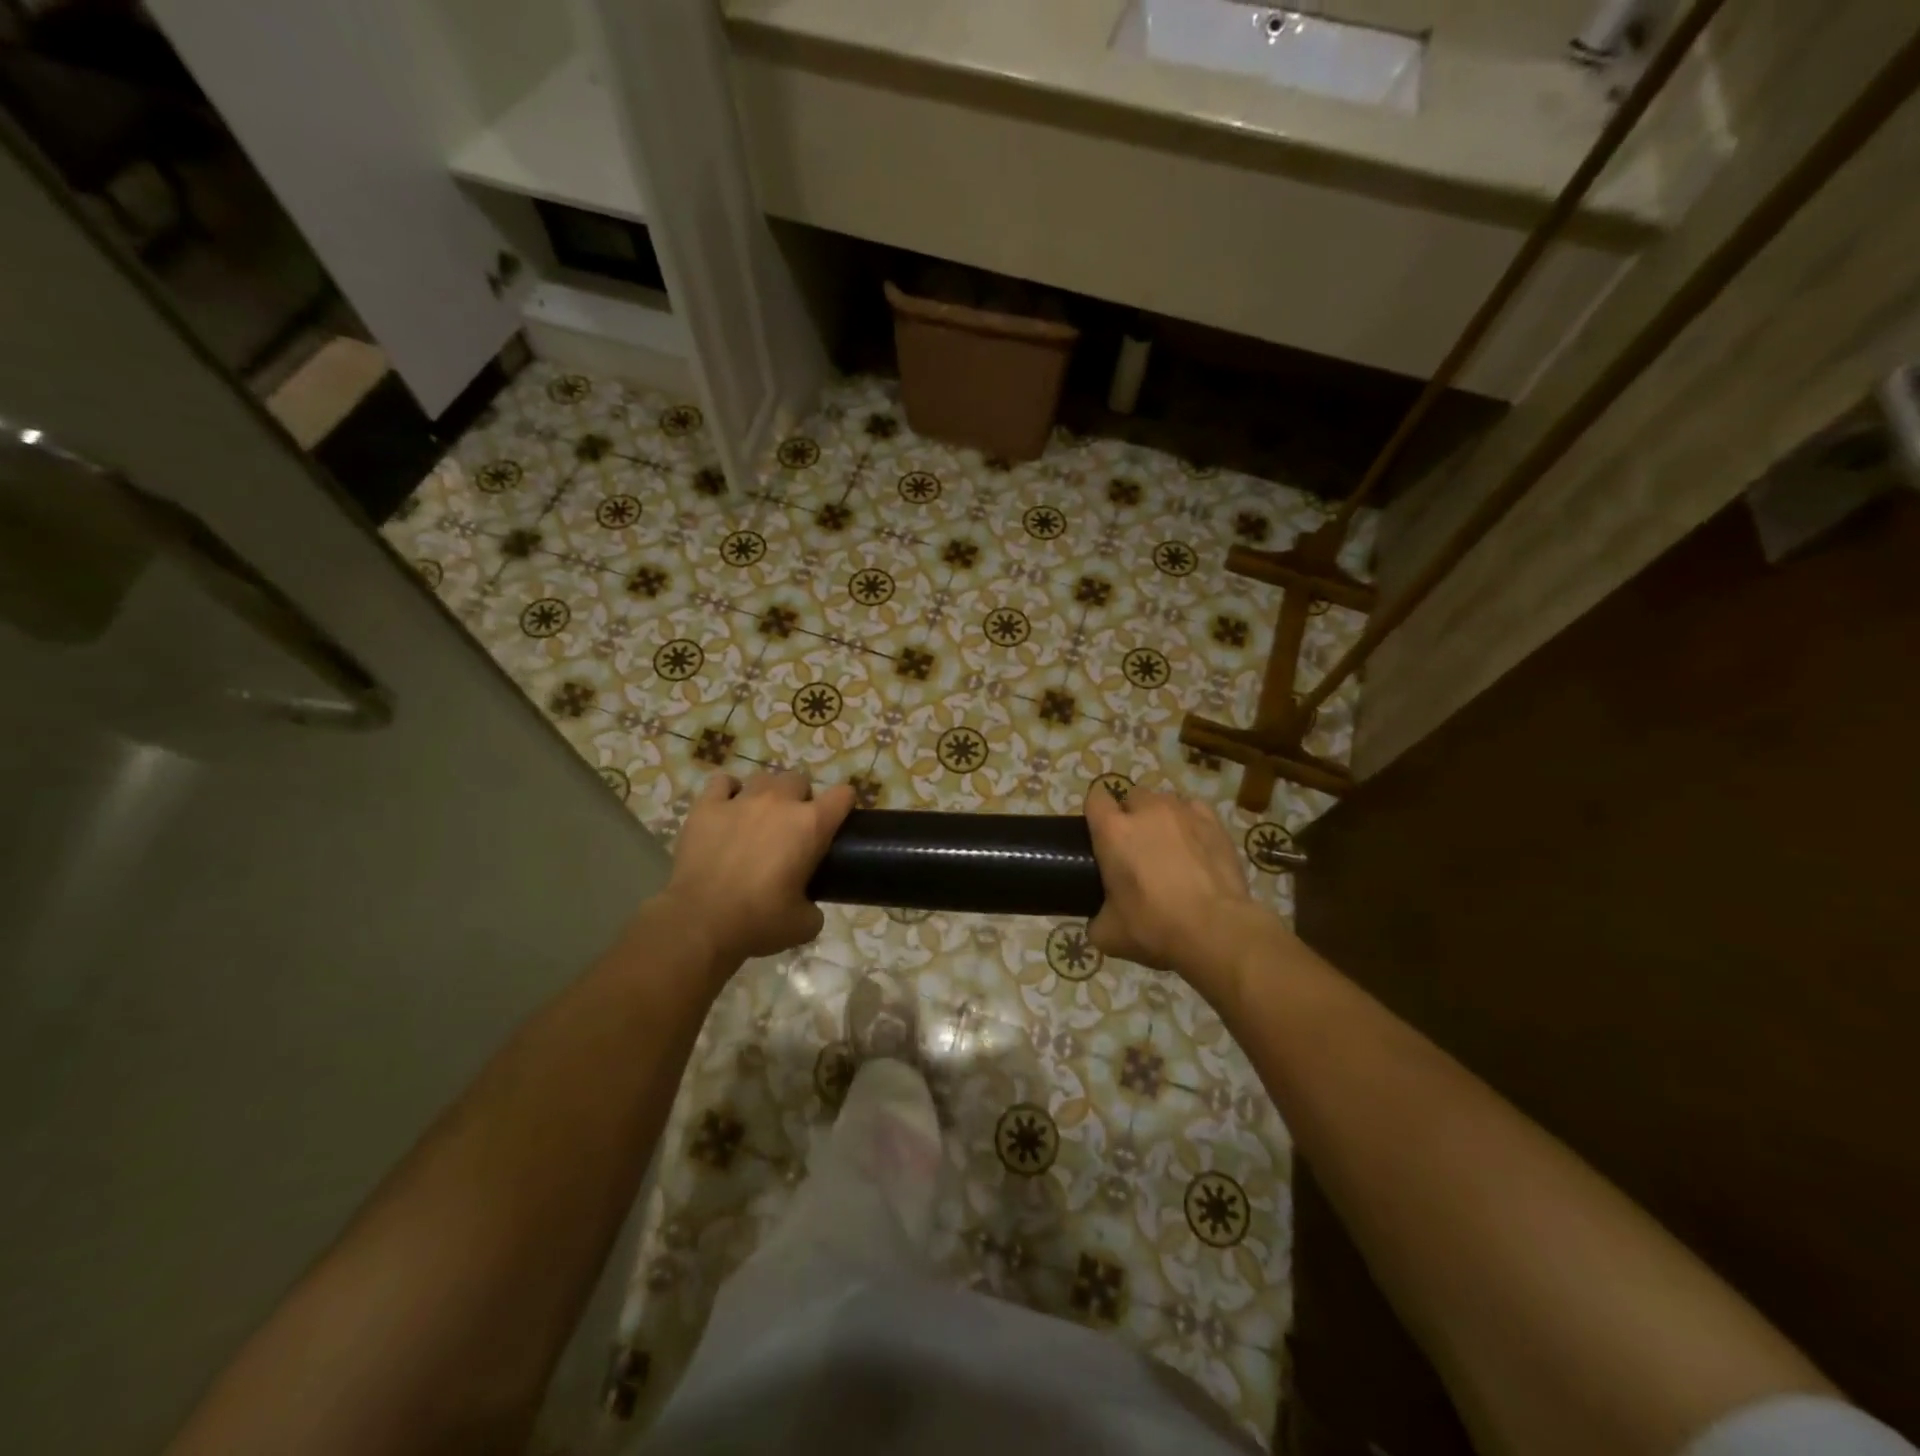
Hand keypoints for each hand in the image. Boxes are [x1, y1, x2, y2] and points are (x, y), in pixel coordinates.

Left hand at [659, 771, 854, 970]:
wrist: (701, 922)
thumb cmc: (759, 921)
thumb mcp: (804, 925)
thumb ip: (814, 907)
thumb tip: (808, 906)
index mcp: (811, 825)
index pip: (842, 795)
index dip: (843, 805)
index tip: (838, 820)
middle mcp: (779, 802)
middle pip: (799, 780)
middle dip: (800, 798)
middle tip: (792, 826)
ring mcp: (741, 800)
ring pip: (763, 778)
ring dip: (767, 794)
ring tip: (758, 817)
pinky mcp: (707, 807)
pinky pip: (722, 782)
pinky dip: (728, 791)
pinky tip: (727, 808)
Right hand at [1085, 785, 1265, 980]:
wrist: (1217, 930)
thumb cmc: (1155, 927)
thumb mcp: (1108, 934)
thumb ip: (1096, 919)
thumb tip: (1098, 920)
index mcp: (1113, 832)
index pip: (1095, 799)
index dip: (1096, 814)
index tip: (1099, 834)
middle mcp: (1146, 811)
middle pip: (1131, 796)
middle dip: (1130, 815)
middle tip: (1134, 848)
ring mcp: (1183, 813)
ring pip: (1164, 801)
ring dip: (1161, 818)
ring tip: (1168, 846)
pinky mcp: (1214, 823)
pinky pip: (1194, 810)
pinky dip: (1190, 822)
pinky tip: (1194, 844)